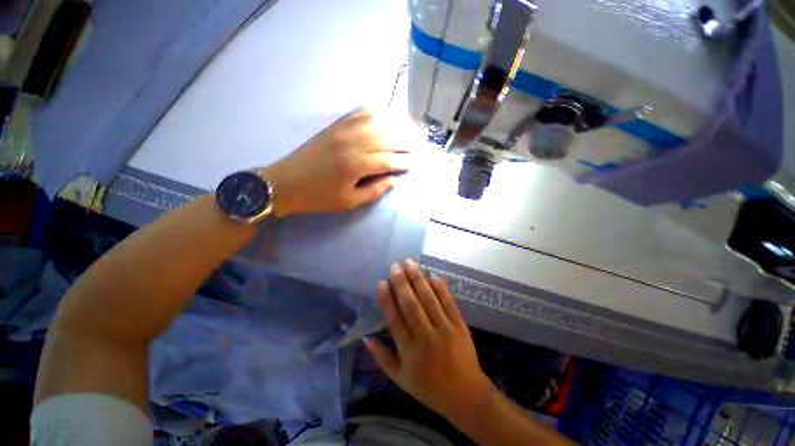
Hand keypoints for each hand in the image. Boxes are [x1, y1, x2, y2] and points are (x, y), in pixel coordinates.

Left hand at [261, 109, 411, 216]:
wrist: (285, 183)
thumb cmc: (319, 197)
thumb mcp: (349, 202)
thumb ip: (374, 191)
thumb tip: (392, 179)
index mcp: (355, 165)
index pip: (388, 160)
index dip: (402, 162)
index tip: (413, 163)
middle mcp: (351, 143)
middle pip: (385, 138)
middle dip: (403, 142)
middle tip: (415, 146)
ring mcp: (342, 130)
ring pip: (375, 122)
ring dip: (393, 125)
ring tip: (405, 129)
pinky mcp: (334, 126)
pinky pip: (358, 114)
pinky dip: (374, 113)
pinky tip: (383, 116)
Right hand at [364, 259, 493, 419]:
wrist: (466, 395)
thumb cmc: (429, 388)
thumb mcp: (400, 378)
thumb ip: (381, 357)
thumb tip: (365, 337)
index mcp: (409, 352)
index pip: (395, 320)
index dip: (387, 299)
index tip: (382, 282)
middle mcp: (426, 338)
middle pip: (411, 305)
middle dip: (402, 283)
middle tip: (395, 266)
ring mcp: (445, 330)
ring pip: (429, 299)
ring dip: (418, 279)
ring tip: (410, 263)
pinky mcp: (460, 326)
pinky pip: (449, 303)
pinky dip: (440, 288)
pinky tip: (432, 275)